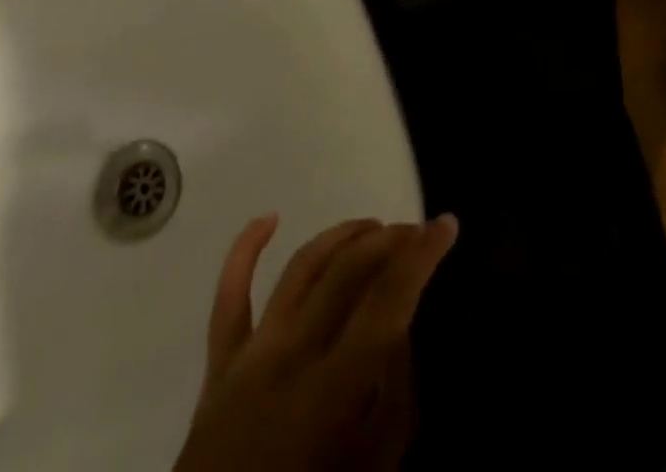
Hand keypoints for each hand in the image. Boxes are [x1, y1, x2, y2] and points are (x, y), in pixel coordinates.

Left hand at [175, 213, 458, 471]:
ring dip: (340, 237)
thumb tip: (399, 327)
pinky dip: (244, 251)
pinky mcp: (219, 366)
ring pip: (300, 269)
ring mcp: (251, 355)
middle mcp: (291, 357)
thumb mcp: (374, 470)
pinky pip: (229, 297)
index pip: (387, 300)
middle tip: (416, 233)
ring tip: (372, 225)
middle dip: (388, 241)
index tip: (446, 225)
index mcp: (332, 390)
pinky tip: (268, 219)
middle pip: (346, 272)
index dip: (421, 256)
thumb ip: (393, 397)